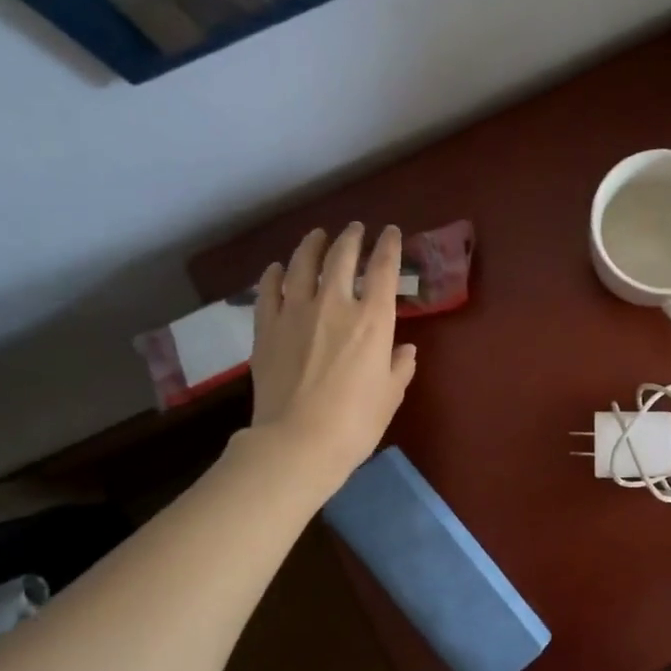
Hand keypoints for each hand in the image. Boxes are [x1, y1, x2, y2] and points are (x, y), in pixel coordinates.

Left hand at [245, 222, 416, 490]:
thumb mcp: (391, 395)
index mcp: (373, 320)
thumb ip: (400, 366)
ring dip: (312, 245)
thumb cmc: (356, 422)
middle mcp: (334, 305)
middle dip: (351, 238)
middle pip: (341, 257)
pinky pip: (268, 290)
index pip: (383, 270)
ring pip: (302, 265)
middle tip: (355, 229)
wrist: (298, 441)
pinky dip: (275, 274)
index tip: (391, 232)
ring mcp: (295, 313)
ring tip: (317, 236)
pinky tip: (278, 268)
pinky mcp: (266, 328)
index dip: (388, 246)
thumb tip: (404, 349)